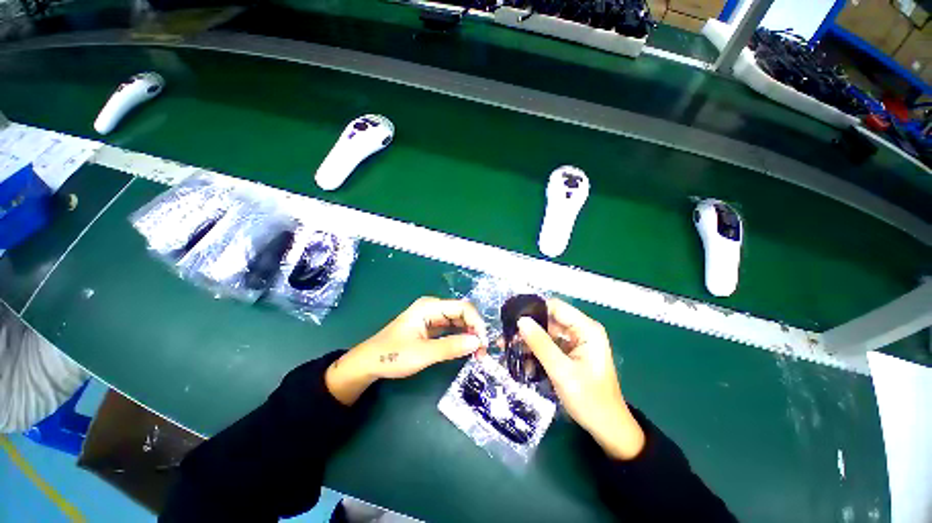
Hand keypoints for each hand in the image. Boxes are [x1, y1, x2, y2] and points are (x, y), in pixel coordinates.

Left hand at [326, 297, 486, 405]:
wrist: (369, 363)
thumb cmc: (393, 355)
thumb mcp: (423, 353)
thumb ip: (451, 347)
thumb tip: (478, 342)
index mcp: (430, 306)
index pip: (463, 308)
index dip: (476, 322)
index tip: (484, 342)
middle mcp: (433, 308)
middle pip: (462, 313)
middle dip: (475, 329)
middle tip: (483, 351)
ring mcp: (432, 317)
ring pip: (458, 322)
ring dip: (469, 335)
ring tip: (478, 353)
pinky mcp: (431, 328)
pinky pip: (451, 329)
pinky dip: (460, 338)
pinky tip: (466, 349)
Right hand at [517, 299, 644, 459]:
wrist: (607, 429)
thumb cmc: (589, 400)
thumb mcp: (561, 371)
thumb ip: (540, 344)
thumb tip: (520, 320)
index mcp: (586, 329)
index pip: (555, 307)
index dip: (533, 310)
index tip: (512, 319)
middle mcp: (581, 331)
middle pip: (549, 320)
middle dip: (527, 329)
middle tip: (506, 338)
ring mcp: (575, 342)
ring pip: (546, 333)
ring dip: (529, 342)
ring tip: (508, 349)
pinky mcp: (570, 354)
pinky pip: (548, 346)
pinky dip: (536, 353)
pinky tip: (523, 363)